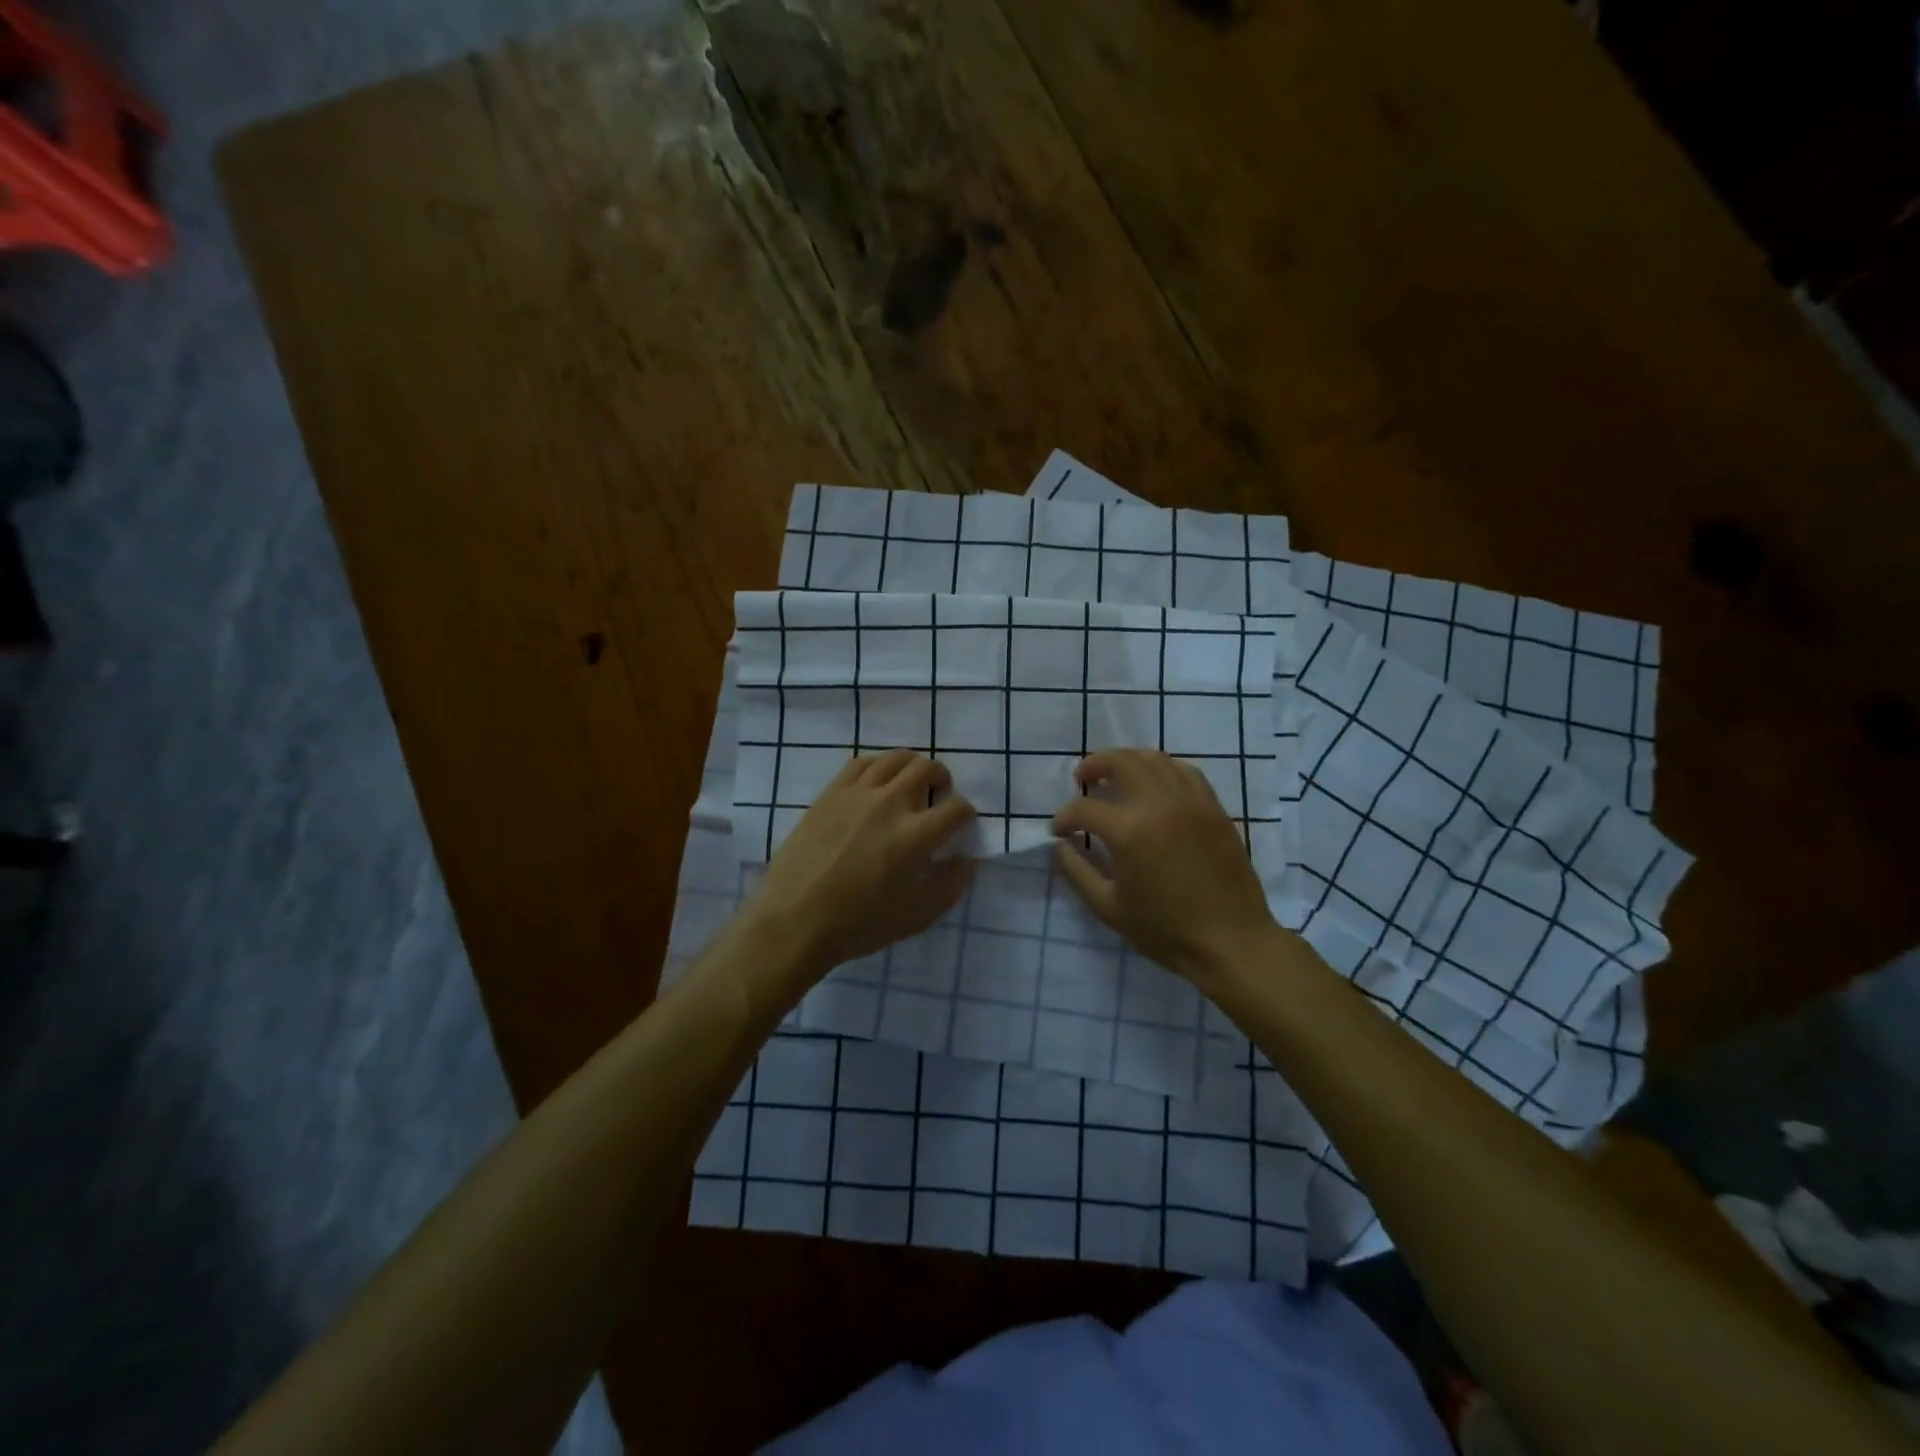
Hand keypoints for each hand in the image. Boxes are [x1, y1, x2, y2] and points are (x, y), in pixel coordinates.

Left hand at [747, 749, 976, 982]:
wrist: (795, 920)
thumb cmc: (859, 924)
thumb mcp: (917, 916)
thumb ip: (950, 885)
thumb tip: (966, 860)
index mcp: (916, 835)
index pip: (957, 808)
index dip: (966, 814)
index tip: (960, 825)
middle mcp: (890, 803)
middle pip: (927, 769)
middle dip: (942, 779)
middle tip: (938, 796)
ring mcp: (857, 793)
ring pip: (895, 758)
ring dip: (912, 767)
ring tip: (910, 784)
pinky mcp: (831, 793)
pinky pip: (861, 763)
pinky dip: (878, 767)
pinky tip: (876, 783)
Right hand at [1052, 748, 1280, 986]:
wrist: (1231, 941)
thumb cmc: (1166, 930)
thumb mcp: (1109, 908)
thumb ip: (1077, 871)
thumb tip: (1060, 846)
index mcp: (1130, 830)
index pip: (1084, 809)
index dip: (1064, 818)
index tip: (1058, 831)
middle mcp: (1159, 803)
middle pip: (1121, 762)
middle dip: (1094, 765)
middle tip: (1082, 779)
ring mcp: (1191, 801)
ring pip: (1154, 759)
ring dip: (1127, 760)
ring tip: (1115, 775)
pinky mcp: (1213, 807)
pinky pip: (1185, 771)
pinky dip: (1162, 769)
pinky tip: (1155, 784)